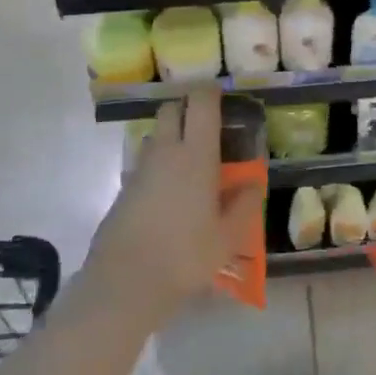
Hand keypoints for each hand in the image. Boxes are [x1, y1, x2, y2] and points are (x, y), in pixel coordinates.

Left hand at [86, 88, 264, 327]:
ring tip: (190, 162)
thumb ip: (245, 204)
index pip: (200, 103)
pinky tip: (169, 194)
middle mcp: (165, 152)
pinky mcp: (123, 189)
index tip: (221, 96)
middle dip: (187, 108)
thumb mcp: (229, 237)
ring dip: (171, 137)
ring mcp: (139, 169)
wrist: (125, 282)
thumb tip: (252, 182)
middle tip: (206, 126)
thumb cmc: (186, 256)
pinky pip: (144, 164)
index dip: (210, 92)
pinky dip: (158, 166)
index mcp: (196, 155)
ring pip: (155, 135)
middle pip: (171, 109)